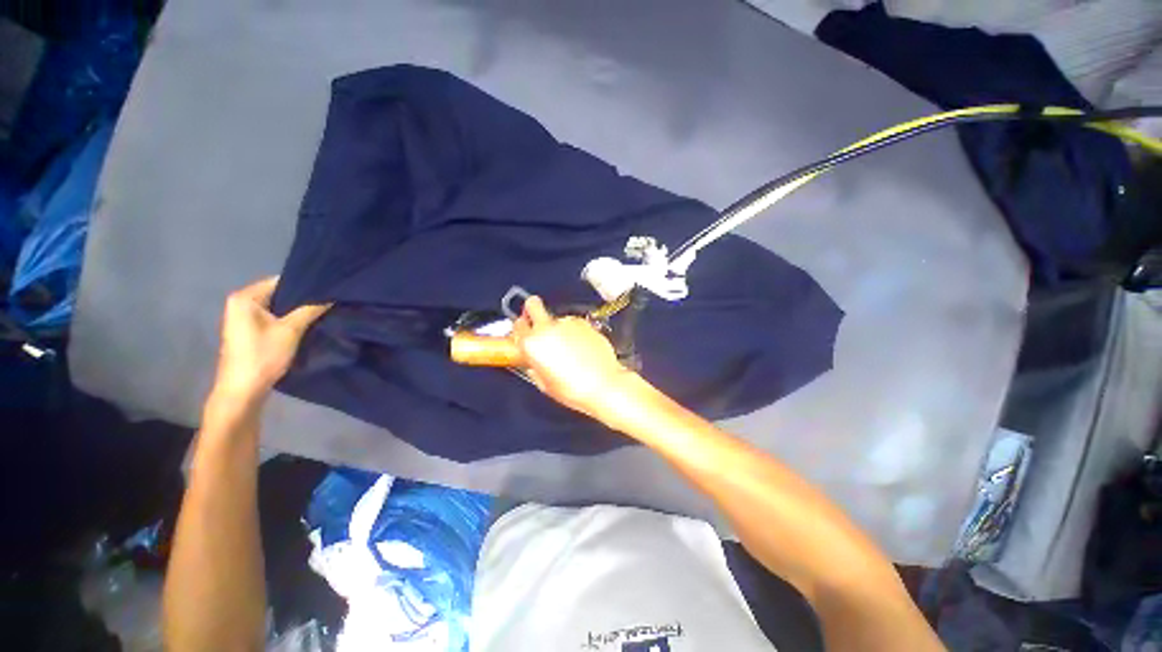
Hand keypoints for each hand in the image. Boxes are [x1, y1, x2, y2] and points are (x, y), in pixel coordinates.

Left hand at [211, 276, 329, 404]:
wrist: (242, 390)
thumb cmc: (262, 356)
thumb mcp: (291, 331)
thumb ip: (311, 309)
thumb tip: (332, 296)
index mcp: (245, 298)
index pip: (280, 281)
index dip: (305, 284)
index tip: (329, 288)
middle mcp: (241, 303)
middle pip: (279, 293)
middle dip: (303, 297)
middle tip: (330, 299)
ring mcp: (243, 317)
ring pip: (277, 306)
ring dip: (297, 309)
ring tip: (323, 309)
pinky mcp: (249, 330)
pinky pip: (274, 316)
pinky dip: (289, 318)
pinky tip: (308, 322)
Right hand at [512, 296, 633, 417]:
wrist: (603, 385)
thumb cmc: (572, 390)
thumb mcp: (544, 383)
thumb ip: (534, 366)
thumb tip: (532, 360)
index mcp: (531, 344)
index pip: (518, 325)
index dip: (522, 329)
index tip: (526, 334)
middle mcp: (547, 328)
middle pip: (533, 304)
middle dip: (533, 310)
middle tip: (540, 324)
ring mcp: (566, 322)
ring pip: (556, 317)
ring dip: (558, 327)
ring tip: (570, 348)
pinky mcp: (584, 322)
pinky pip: (573, 323)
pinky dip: (574, 331)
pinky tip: (582, 347)